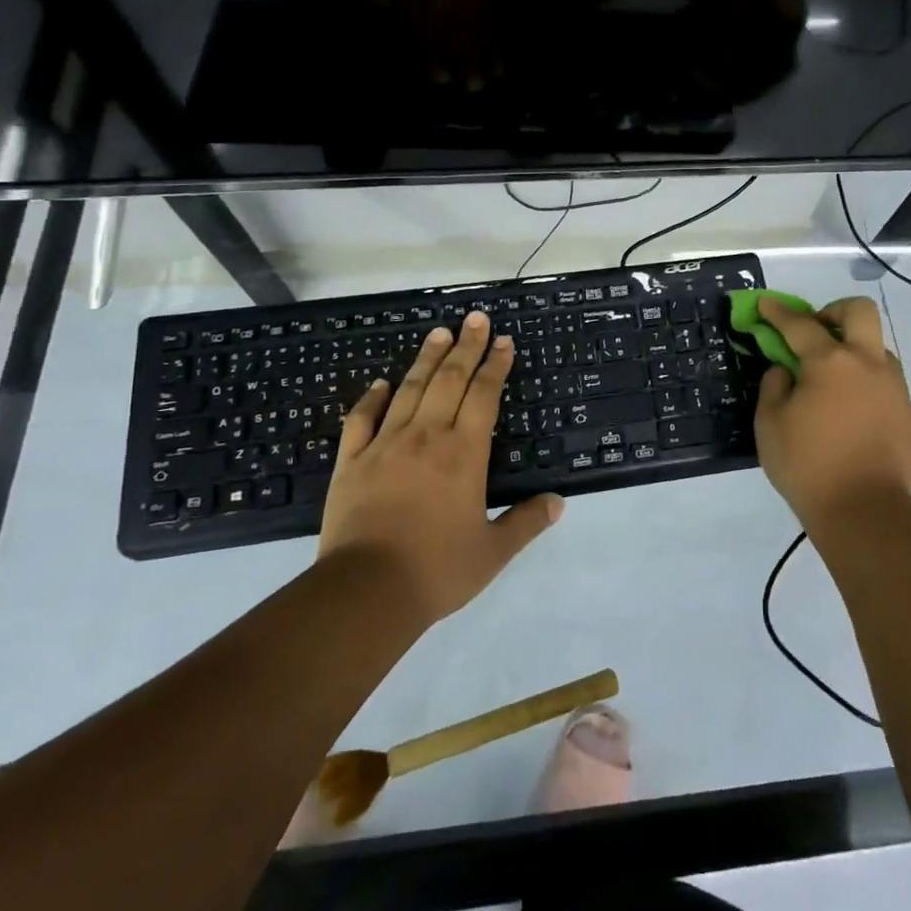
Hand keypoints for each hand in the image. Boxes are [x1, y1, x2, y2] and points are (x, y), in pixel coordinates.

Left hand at [318, 312, 562, 622]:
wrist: (365, 591)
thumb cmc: (436, 570)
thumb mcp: (492, 552)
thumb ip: (526, 522)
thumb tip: (559, 503)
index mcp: (464, 453)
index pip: (484, 395)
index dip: (496, 366)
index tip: (503, 341)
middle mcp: (427, 437)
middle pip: (449, 380)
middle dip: (466, 347)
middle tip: (475, 319)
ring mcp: (385, 445)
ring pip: (410, 390)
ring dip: (426, 359)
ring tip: (438, 332)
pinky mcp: (351, 462)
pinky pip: (362, 419)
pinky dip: (372, 398)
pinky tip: (380, 383)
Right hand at [753, 296, 910, 534]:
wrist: (865, 513)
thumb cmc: (807, 466)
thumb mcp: (769, 424)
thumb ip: (774, 386)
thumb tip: (786, 370)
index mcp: (830, 362)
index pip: (800, 324)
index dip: (778, 312)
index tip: (765, 303)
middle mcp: (867, 364)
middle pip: (859, 312)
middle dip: (834, 311)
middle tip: (815, 330)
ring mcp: (893, 387)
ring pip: (877, 347)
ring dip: (853, 348)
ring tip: (831, 378)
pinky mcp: (906, 412)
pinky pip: (885, 381)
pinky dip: (864, 381)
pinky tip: (849, 409)